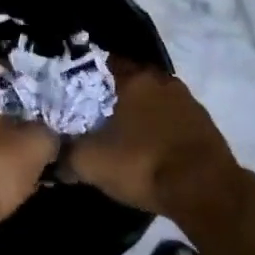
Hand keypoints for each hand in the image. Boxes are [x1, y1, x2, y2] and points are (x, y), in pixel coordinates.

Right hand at [61, 64, 237, 217]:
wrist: (205, 190)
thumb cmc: (143, 164)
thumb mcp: (91, 163)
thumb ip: (64, 154)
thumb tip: (49, 156)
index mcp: (134, 77)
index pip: (101, 64)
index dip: (83, 78)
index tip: (70, 94)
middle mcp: (161, 79)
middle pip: (128, 81)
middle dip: (110, 97)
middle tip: (91, 117)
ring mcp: (187, 100)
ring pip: (151, 100)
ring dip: (137, 113)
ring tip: (119, 135)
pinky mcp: (203, 123)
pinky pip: (170, 119)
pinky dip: (157, 129)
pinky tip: (147, 148)